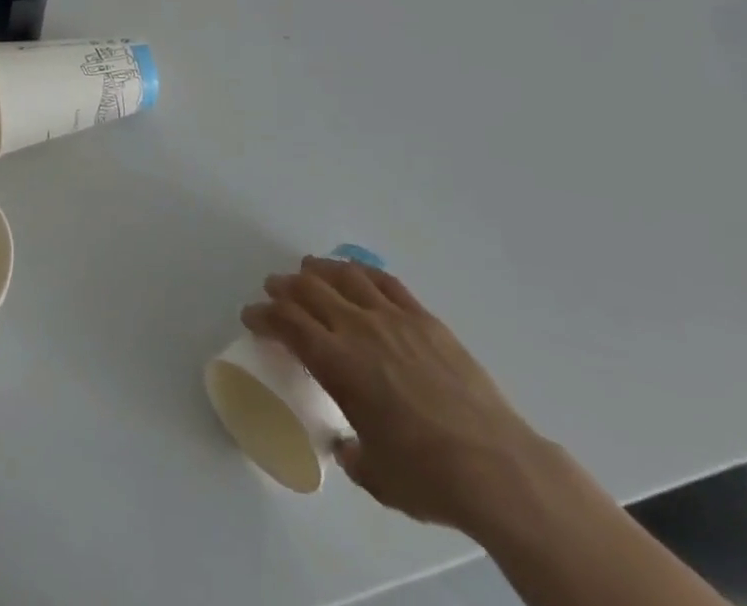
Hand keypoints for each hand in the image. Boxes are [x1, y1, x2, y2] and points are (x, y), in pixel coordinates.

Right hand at [244, 256, 547, 533]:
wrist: (495, 466)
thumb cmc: (427, 476)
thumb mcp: (375, 474)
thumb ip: (352, 451)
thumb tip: (347, 443)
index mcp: (337, 364)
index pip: (287, 323)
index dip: (264, 314)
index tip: (252, 315)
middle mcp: (358, 329)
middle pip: (310, 289)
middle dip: (285, 286)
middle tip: (274, 289)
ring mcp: (393, 318)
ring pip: (345, 276)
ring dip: (320, 270)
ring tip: (309, 269)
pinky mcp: (424, 318)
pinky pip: (385, 281)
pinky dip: (362, 272)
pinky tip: (356, 274)